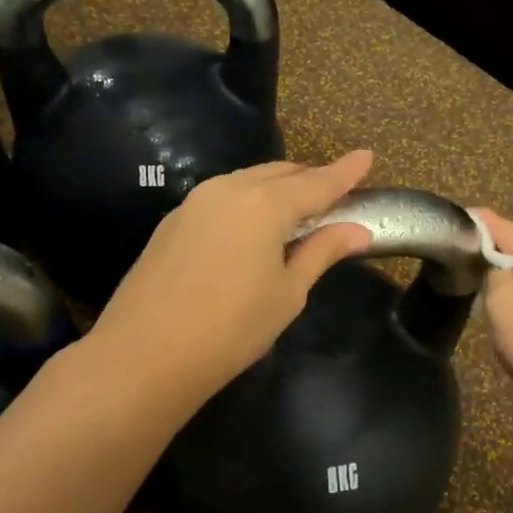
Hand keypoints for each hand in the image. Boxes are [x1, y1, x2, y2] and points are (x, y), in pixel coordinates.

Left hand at [89, 151, 376, 402]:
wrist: (144, 355)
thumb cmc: (232, 328)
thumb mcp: (288, 293)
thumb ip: (321, 252)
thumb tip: (356, 230)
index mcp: (264, 203)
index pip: (316, 182)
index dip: (345, 171)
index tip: (367, 156)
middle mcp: (228, 189)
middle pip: (279, 174)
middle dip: (309, 179)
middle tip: (335, 193)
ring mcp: (194, 202)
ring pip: (246, 182)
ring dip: (276, 189)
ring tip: (296, 210)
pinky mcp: (172, 222)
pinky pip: (221, 200)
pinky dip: (247, 204)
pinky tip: (252, 229)